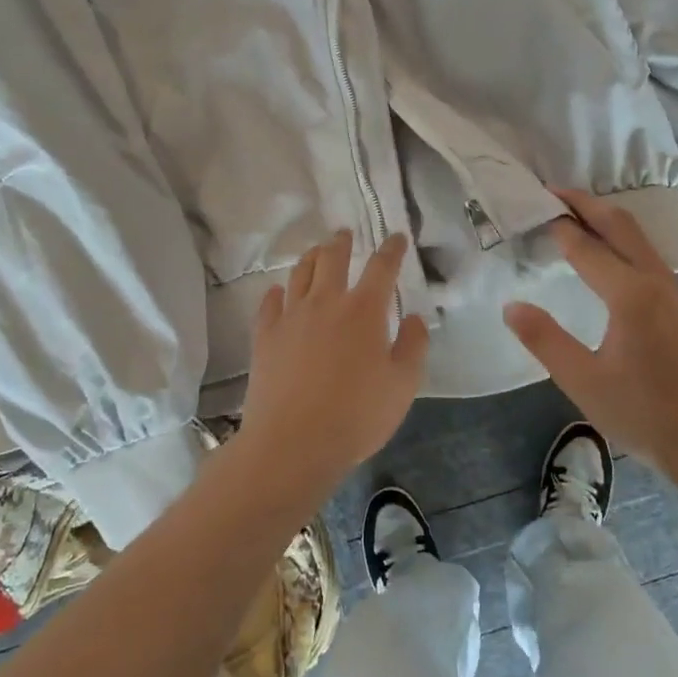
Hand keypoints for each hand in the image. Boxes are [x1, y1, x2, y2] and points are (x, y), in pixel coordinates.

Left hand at [236, 231, 429, 488]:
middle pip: (332, 259)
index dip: (391, 249)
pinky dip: (276, 292)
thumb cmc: (357, 416)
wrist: (293, 443)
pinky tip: (278, 291)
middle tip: (345, 233)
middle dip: (342, 242)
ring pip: (300, 273)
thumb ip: (413, 346)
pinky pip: (269, 303)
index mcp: (364, 311)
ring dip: (311, 257)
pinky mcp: (265, 336)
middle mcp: (326, 303)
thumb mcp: (403, 385)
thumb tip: (413, 317)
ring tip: (316, 252)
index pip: (381, 268)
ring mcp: (291, 317)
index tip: (396, 237)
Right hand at [503, 189, 677, 475]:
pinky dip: (623, 240)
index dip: (559, 226)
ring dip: (607, 219)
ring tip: (576, 215)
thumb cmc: (643, 413)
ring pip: (639, 238)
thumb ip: (544, 340)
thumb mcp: (582, 381)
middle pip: (621, 225)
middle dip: (586, 204)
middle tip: (553, 192)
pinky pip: (649, 256)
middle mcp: (656, 281)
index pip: (586, 246)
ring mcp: (675, 292)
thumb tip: (512, 306)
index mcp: (630, 294)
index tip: (533, 207)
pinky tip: (610, 256)